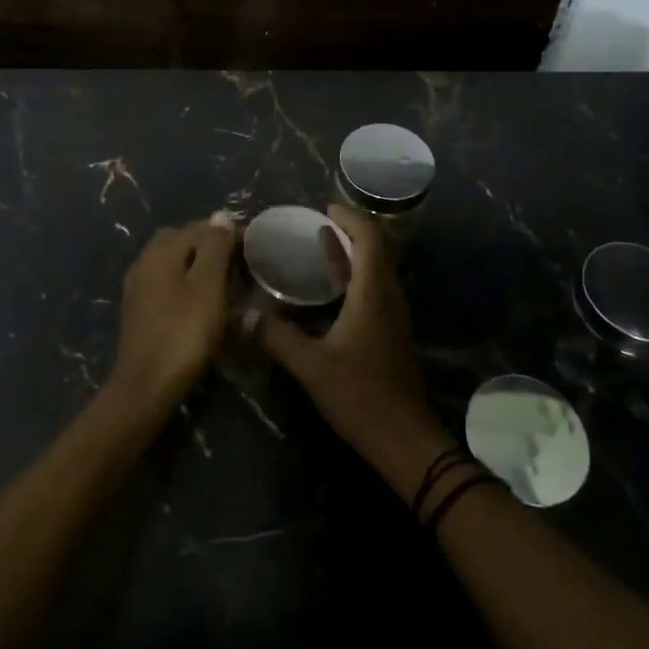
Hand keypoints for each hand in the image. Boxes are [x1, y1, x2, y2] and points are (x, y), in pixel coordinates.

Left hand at [109, 214, 236, 413]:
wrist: (146, 388)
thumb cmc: (183, 333)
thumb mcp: (208, 286)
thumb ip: (214, 247)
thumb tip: (220, 216)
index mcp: (161, 251)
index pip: (199, 227)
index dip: (228, 233)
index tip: (254, 250)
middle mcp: (144, 261)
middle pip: (182, 240)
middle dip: (210, 246)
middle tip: (238, 264)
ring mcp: (138, 287)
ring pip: (173, 262)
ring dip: (198, 265)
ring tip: (225, 283)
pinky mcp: (139, 311)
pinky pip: (166, 283)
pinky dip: (186, 284)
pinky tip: (202, 303)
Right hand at [253, 205, 444, 477]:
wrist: (406, 441)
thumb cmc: (361, 396)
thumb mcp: (312, 366)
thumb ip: (278, 338)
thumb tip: (243, 314)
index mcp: (373, 293)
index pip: (369, 239)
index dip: (350, 218)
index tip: (326, 207)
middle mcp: (388, 297)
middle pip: (376, 250)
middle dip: (351, 231)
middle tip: (320, 221)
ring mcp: (393, 317)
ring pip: (376, 270)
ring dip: (353, 253)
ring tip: (323, 244)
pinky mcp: (391, 335)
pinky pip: (374, 290)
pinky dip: (354, 277)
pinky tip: (333, 290)